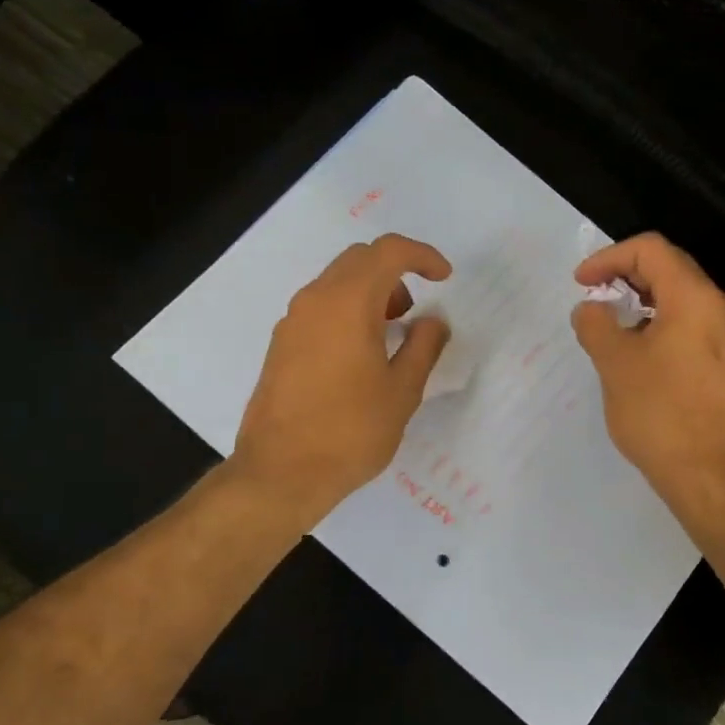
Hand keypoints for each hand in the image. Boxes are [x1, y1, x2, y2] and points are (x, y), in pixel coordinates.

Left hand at [232, 234, 451, 526]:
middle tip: (414, 311)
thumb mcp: (402, 391)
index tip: (444, 278)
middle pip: (359, 260)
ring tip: (390, 335)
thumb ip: (423, 346)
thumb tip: (432, 322)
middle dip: (395, 272)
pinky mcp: (281, 344)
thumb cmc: (351, 431)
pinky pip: (320, 307)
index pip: (388, 252)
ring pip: (336, 282)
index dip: (422, 256)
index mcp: (348, 302)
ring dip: (369, 292)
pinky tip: (359, 354)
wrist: (281, 472)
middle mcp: (315, 300)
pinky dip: (347, 311)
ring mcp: (292, 321)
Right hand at [571, 233, 724, 513]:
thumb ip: (596, 325)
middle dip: (625, 274)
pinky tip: (636, 352)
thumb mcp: (615, 364)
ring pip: (680, 298)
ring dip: (641, 301)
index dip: (609, 257)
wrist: (711, 476)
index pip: (650, 250)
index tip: (581, 283)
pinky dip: (657, 323)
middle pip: (669, 268)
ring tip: (609, 324)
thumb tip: (591, 309)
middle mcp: (718, 309)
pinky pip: (689, 325)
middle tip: (593, 296)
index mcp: (693, 298)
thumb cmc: (660, 413)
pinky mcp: (724, 365)